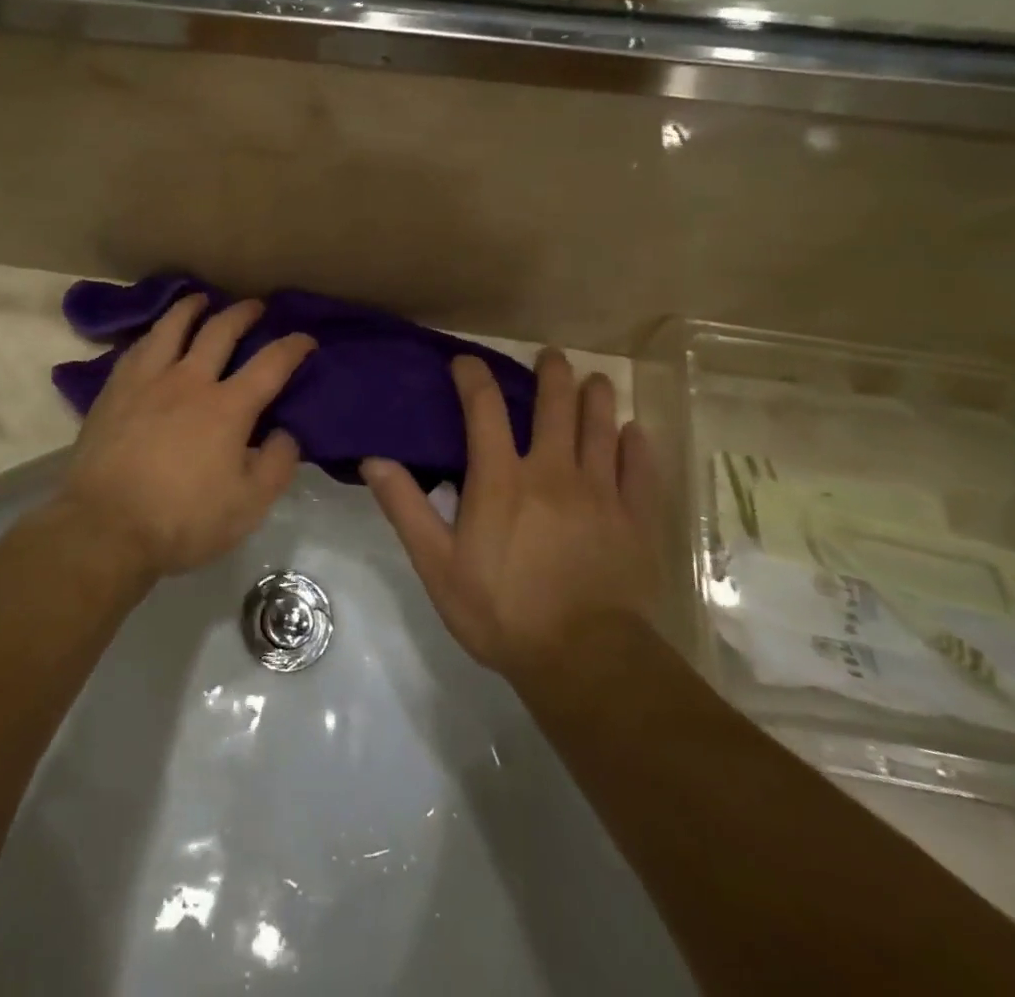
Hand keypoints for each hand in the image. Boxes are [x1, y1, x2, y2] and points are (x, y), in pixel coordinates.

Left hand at [62, 294, 315, 577]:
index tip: (306, 339)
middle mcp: (189, 381)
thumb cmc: (182, 520)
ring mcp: (147, 381)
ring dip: (191, 308)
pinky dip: (153, 333)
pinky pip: (137, 348)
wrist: (104, 527)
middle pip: (219, 331)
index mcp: (227, 407)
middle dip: (243, 313)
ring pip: (172, 327)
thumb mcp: (248, 506)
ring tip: (200, 299)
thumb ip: (277, 464)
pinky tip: (154, 336)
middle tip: (255, 306)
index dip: (293, 347)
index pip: (270, 364)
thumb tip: (286, 432)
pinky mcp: (114, 391)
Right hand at [362, 350, 660, 683]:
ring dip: (597, 398)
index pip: (484, 409)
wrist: (583, 659)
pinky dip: (637, 446)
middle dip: (553, 374)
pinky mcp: (635, 519)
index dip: (473, 378)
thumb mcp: (437, 564)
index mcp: (501, 479)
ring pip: (601, 428)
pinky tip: (635, 433)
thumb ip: (405, 508)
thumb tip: (374, 459)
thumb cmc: (501, 610)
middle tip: (551, 356)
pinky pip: (639, 470)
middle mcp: (552, 471)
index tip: (465, 362)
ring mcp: (600, 492)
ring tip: (597, 380)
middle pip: (556, 406)